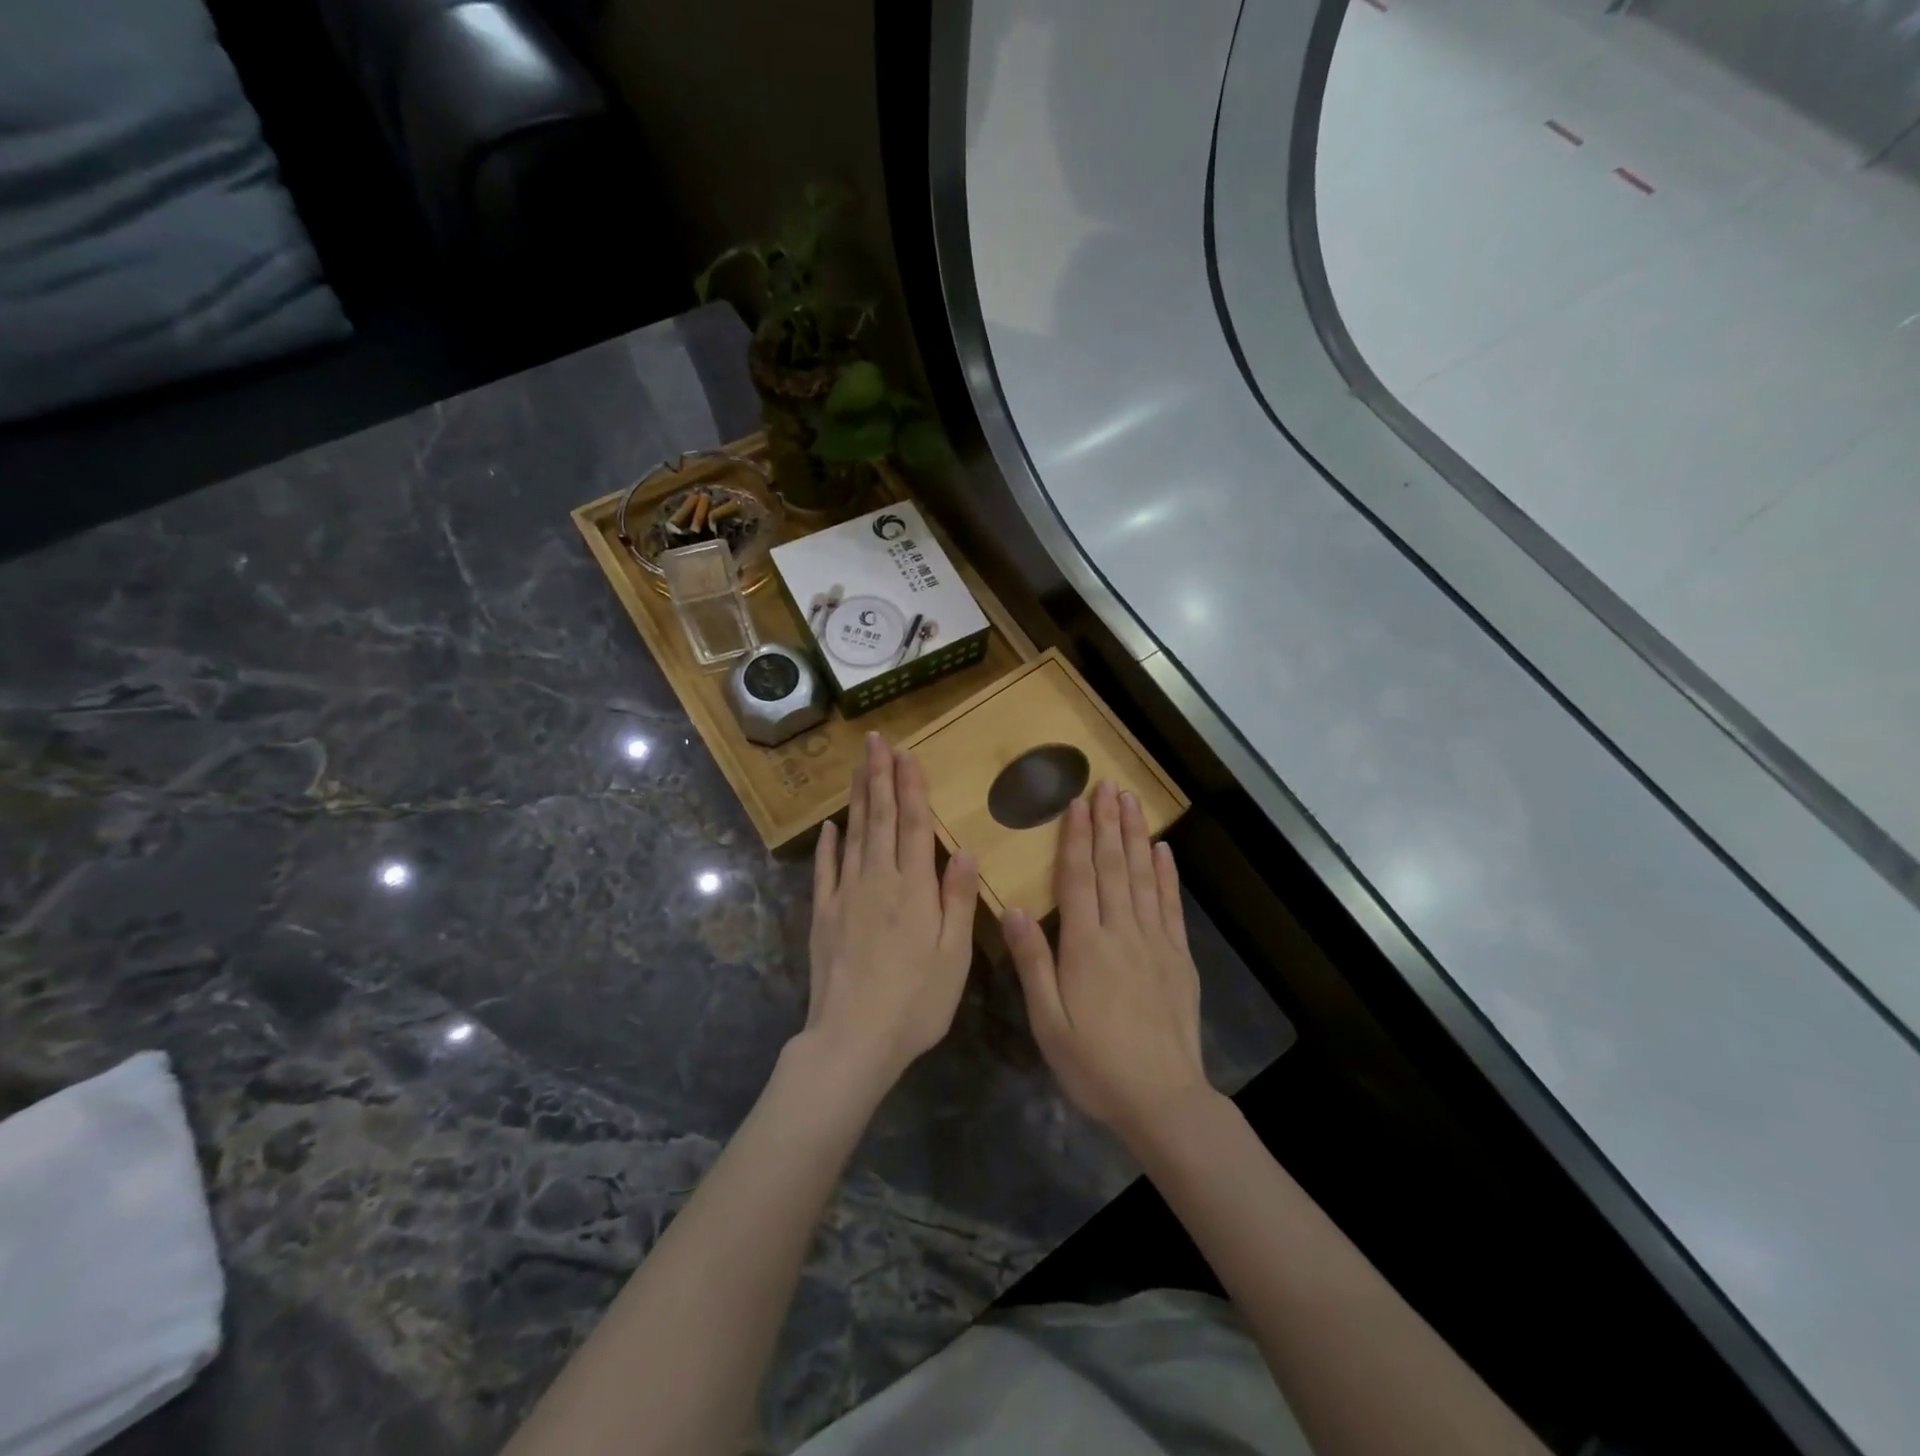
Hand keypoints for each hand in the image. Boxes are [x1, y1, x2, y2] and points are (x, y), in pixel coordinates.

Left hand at [803, 734, 979, 1094]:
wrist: (852, 1039)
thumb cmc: (915, 1002)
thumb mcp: (954, 956)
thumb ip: (958, 900)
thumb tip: (963, 849)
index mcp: (914, 889)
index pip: (912, 825)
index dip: (909, 787)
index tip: (905, 753)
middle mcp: (877, 881)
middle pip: (879, 819)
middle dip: (879, 777)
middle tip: (875, 741)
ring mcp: (845, 896)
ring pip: (853, 836)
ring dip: (857, 799)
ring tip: (858, 767)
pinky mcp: (823, 916)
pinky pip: (825, 871)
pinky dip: (828, 845)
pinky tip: (830, 826)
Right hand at [1003, 780, 1209, 1144]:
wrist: (1162, 1099)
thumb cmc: (1094, 1064)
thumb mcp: (1048, 1022)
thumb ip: (1033, 962)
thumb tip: (1013, 908)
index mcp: (1085, 946)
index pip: (1078, 878)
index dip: (1076, 837)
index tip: (1077, 802)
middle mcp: (1121, 933)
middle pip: (1113, 867)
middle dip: (1108, 823)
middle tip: (1106, 785)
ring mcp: (1155, 942)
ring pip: (1142, 877)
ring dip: (1134, 836)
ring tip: (1130, 802)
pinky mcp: (1178, 957)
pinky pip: (1171, 906)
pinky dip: (1166, 874)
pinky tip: (1162, 850)